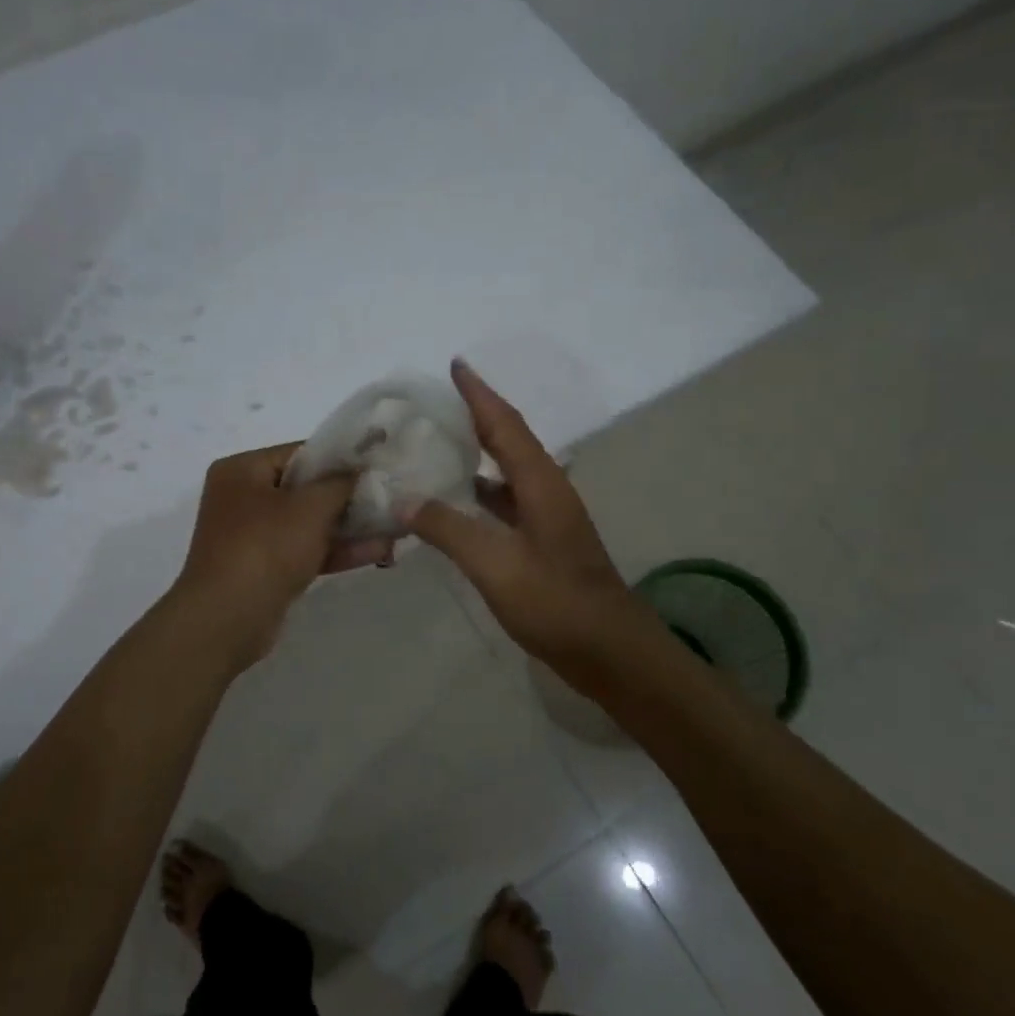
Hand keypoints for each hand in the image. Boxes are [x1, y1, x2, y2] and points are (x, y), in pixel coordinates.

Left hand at [171, 442, 392, 667]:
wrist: (226, 620)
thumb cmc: (265, 548)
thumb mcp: (309, 507)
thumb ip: (340, 483)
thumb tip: (360, 470)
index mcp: (242, 471)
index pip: (300, 453)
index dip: (341, 458)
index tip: (378, 464)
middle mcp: (243, 498)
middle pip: (306, 489)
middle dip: (349, 496)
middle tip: (392, 495)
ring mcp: (253, 536)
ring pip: (309, 523)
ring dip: (349, 526)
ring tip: (395, 526)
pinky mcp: (266, 569)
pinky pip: (306, 551)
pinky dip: (337, 550)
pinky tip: (379, 551)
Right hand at [402, 360, 643, 676]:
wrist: (610, 651)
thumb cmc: (556, 603)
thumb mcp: (496, 565)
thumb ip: (449, 530)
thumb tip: (405, 500)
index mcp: (541, 483)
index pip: (505, 425)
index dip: (479, 394)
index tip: (456, 364)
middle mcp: (547, 490)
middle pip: (508, 441)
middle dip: (476, 416)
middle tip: (437, 402)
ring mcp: (548, 518)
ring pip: (507, 474)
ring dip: (476, 456)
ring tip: (437, 445)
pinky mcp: (544, 543)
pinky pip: (505, 503)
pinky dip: (479, 494)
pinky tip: (454, 503)